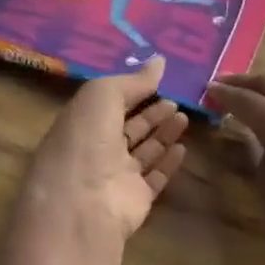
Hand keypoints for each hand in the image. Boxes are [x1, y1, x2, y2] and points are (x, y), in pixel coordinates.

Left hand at [16, 57, 188, 248]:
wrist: (83, 203)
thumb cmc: (85, 140)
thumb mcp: (102, 96)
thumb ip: (131, 80)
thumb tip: (159, 61)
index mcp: (80, 123)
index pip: (107, 104)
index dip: (130, 91)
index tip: (158, 80)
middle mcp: (95, 149)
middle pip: (127, 127)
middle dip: (150, 113)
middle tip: (176, 99)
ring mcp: (115, 176)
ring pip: (143, 151)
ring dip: (162, 133)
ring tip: (184, 116)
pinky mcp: (135, 199)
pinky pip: (155, 177)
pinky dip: (168, 162)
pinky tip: (183, 147)